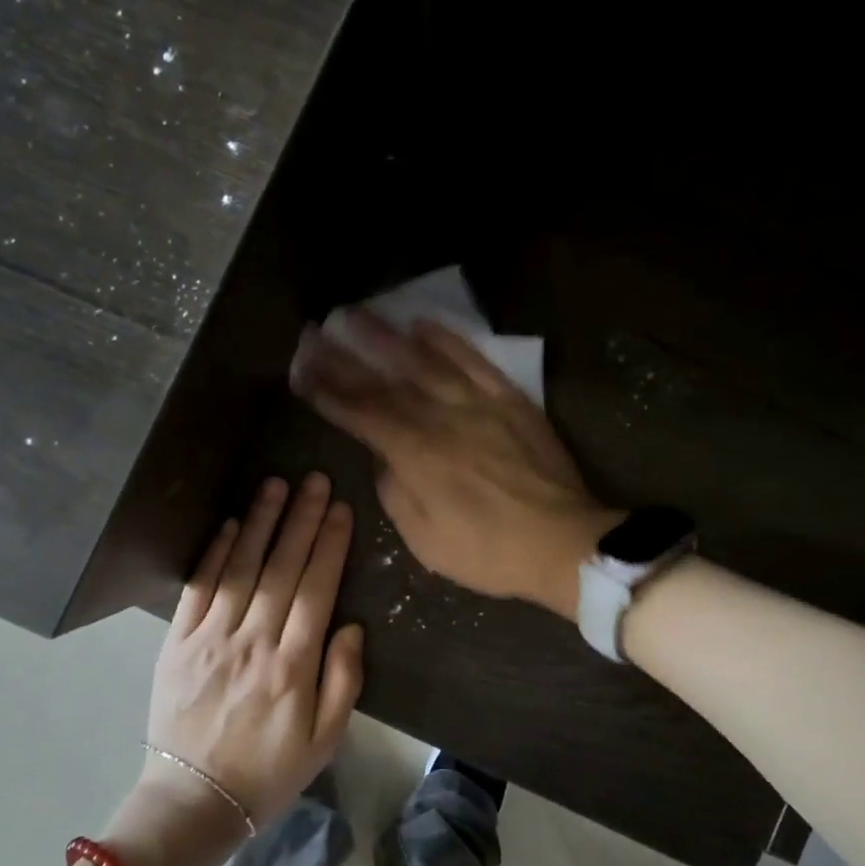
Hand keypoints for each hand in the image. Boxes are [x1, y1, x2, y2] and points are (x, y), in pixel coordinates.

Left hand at [142, 473, 363, 830]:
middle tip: (314, 479)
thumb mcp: (325, 740)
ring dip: (260, 523)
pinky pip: (198, 589)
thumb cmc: (269, 771)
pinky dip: (214, 554)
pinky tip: (230, 524)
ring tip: (275, 485)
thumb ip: (344, 680)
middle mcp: (254, 642)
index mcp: (293, 666)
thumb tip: (351, 625)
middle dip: (301, 519)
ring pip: (242, 569)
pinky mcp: (177, 643)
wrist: (194, 800)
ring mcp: (211, 639)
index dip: (329, 545)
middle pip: (282, 568)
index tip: (340, 508)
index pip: (316, 589)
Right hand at [291, 313, 621, 620]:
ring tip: (358, 313)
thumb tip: (381, 457)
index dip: (327, 390)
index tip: (302, 370)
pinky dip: (448, 341)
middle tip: (315, 333)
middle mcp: (440, 419)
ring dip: (388, 336)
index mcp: (415, 455)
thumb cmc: (488, 552)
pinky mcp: (509, 400)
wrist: (562, 542)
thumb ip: (395, 492)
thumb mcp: (426, 540)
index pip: (360, 413)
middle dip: (344, 357)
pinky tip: (424, 324)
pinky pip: (474, 361)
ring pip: (425, 361)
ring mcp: (477, 404)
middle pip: (384, 381)